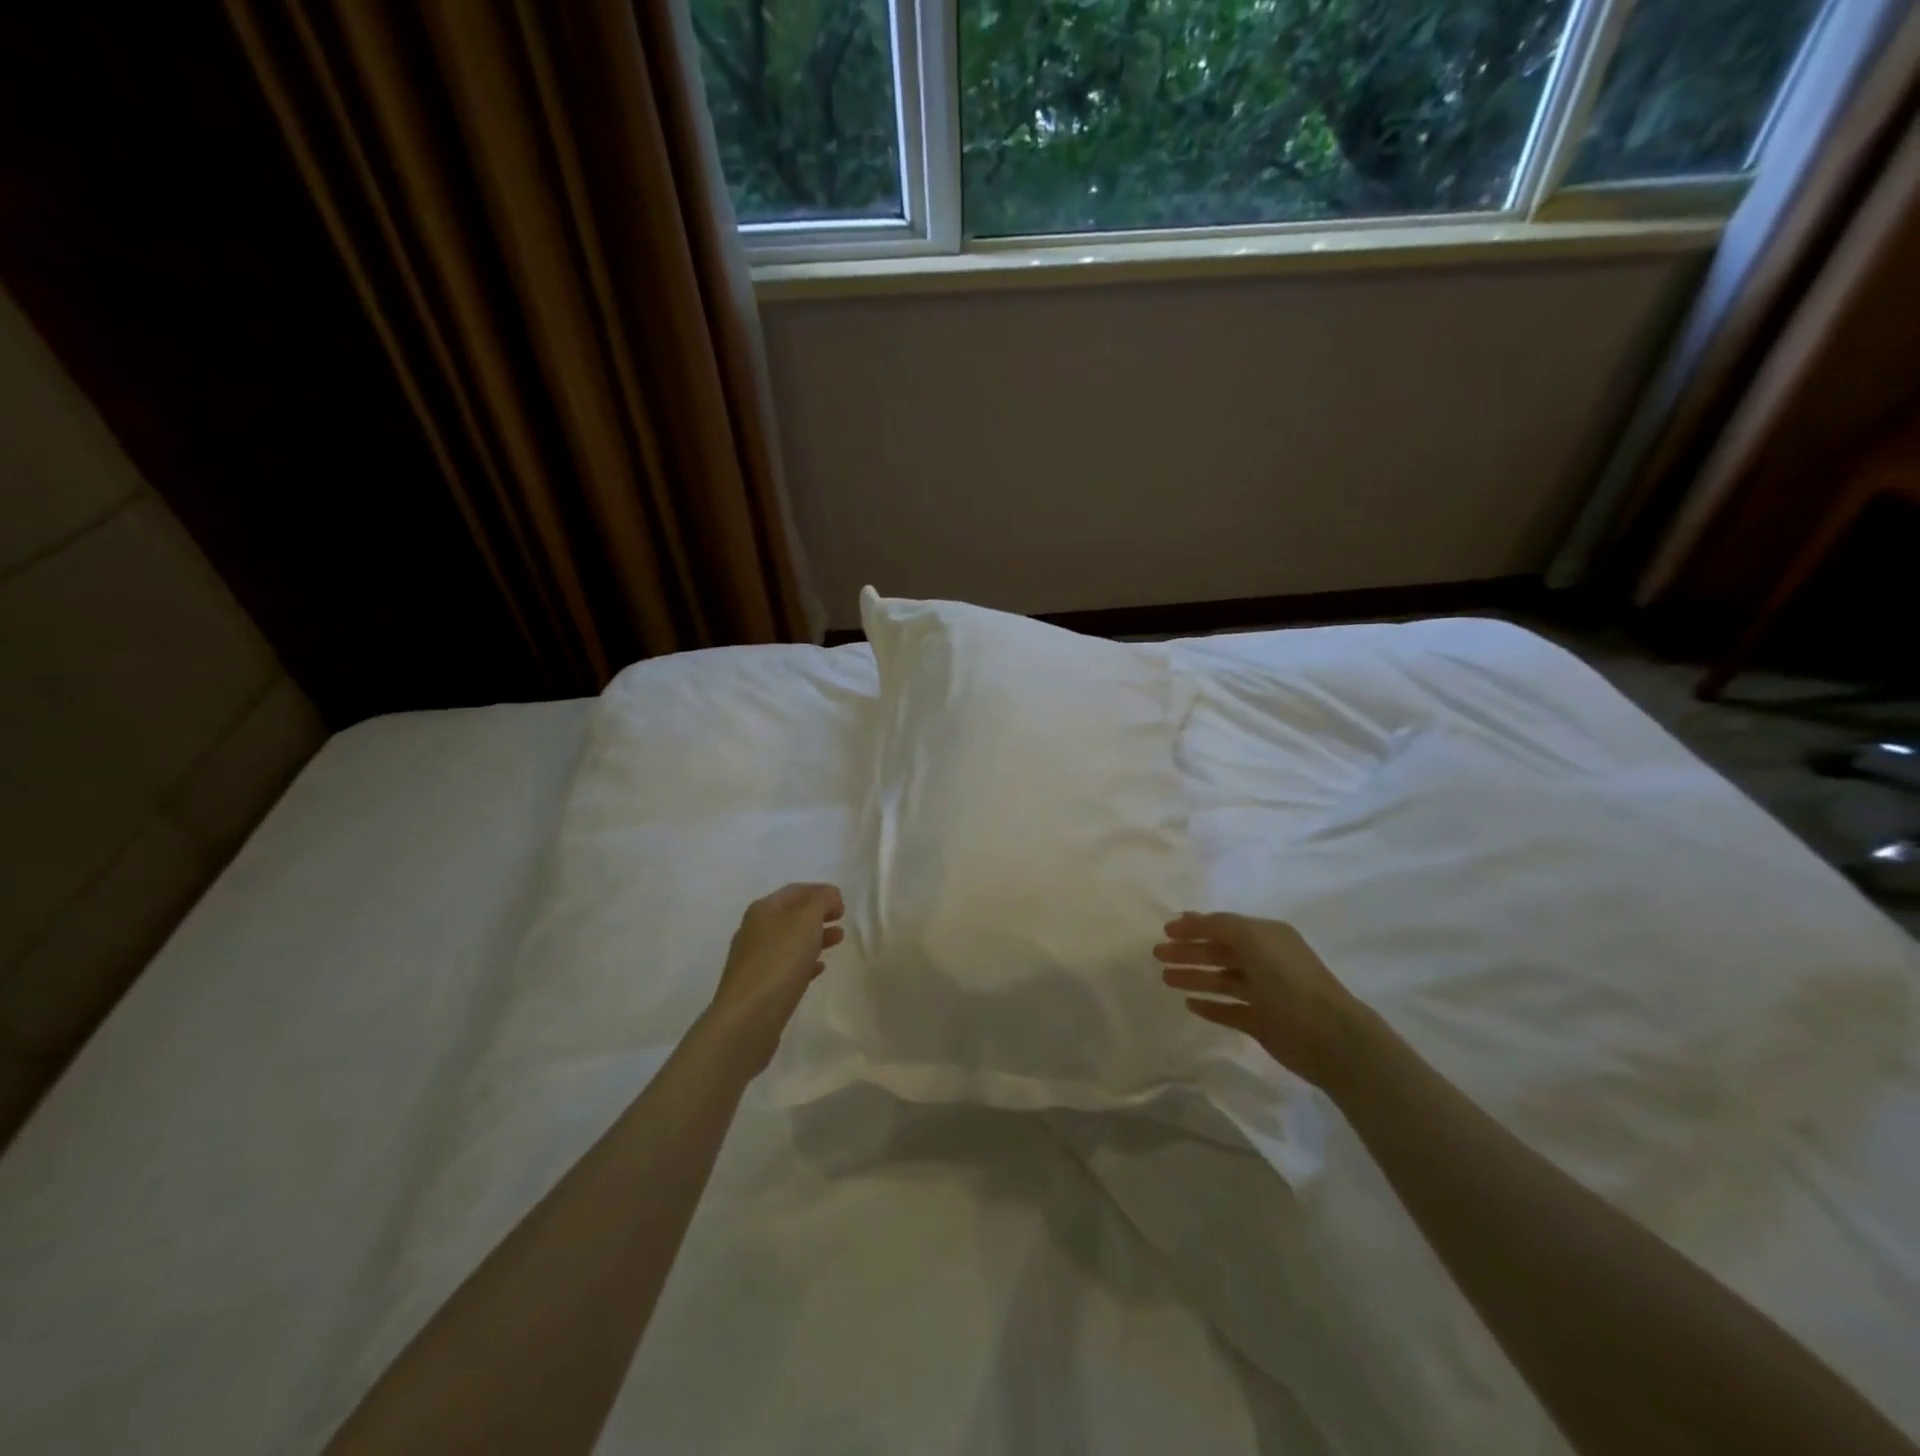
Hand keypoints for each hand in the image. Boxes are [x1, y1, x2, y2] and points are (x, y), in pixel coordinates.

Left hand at [701, 883, 844, 1073]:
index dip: (820, 891)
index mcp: (763, 910)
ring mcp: (754, 960)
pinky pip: (786, 967)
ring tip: (837, 941)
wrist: (747, 1019)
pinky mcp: (759, 987)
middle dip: (818, 914)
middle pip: (791, 915)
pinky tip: (818, 969)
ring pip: (790, 941)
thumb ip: (821, 902)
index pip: (795, 891)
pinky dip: (805, 962)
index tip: (843, 903)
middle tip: (841, 920)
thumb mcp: (806, 921)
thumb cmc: (779, 962)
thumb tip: (830, 896)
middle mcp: (755, 931)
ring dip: (814, 937)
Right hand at [1155, 911, 1364, 1090]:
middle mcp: (1266, 961)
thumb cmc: (1289, 980)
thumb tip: (1192, 920)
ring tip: (1166, 979)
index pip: (1224, 926)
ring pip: (1222, 980)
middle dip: (1189, 951)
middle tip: (1158, 954)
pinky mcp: (1262, 1023)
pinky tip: (1190, 1004)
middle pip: (1220, 952)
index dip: (1195, 926)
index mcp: (1267, 936)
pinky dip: (1210, 1006)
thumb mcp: (1253, 939)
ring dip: (1195, 977)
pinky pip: (1229, 1010)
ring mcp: (1264, 993)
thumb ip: (1220, 926)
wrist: (1328, 1036)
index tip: (1166, 930)